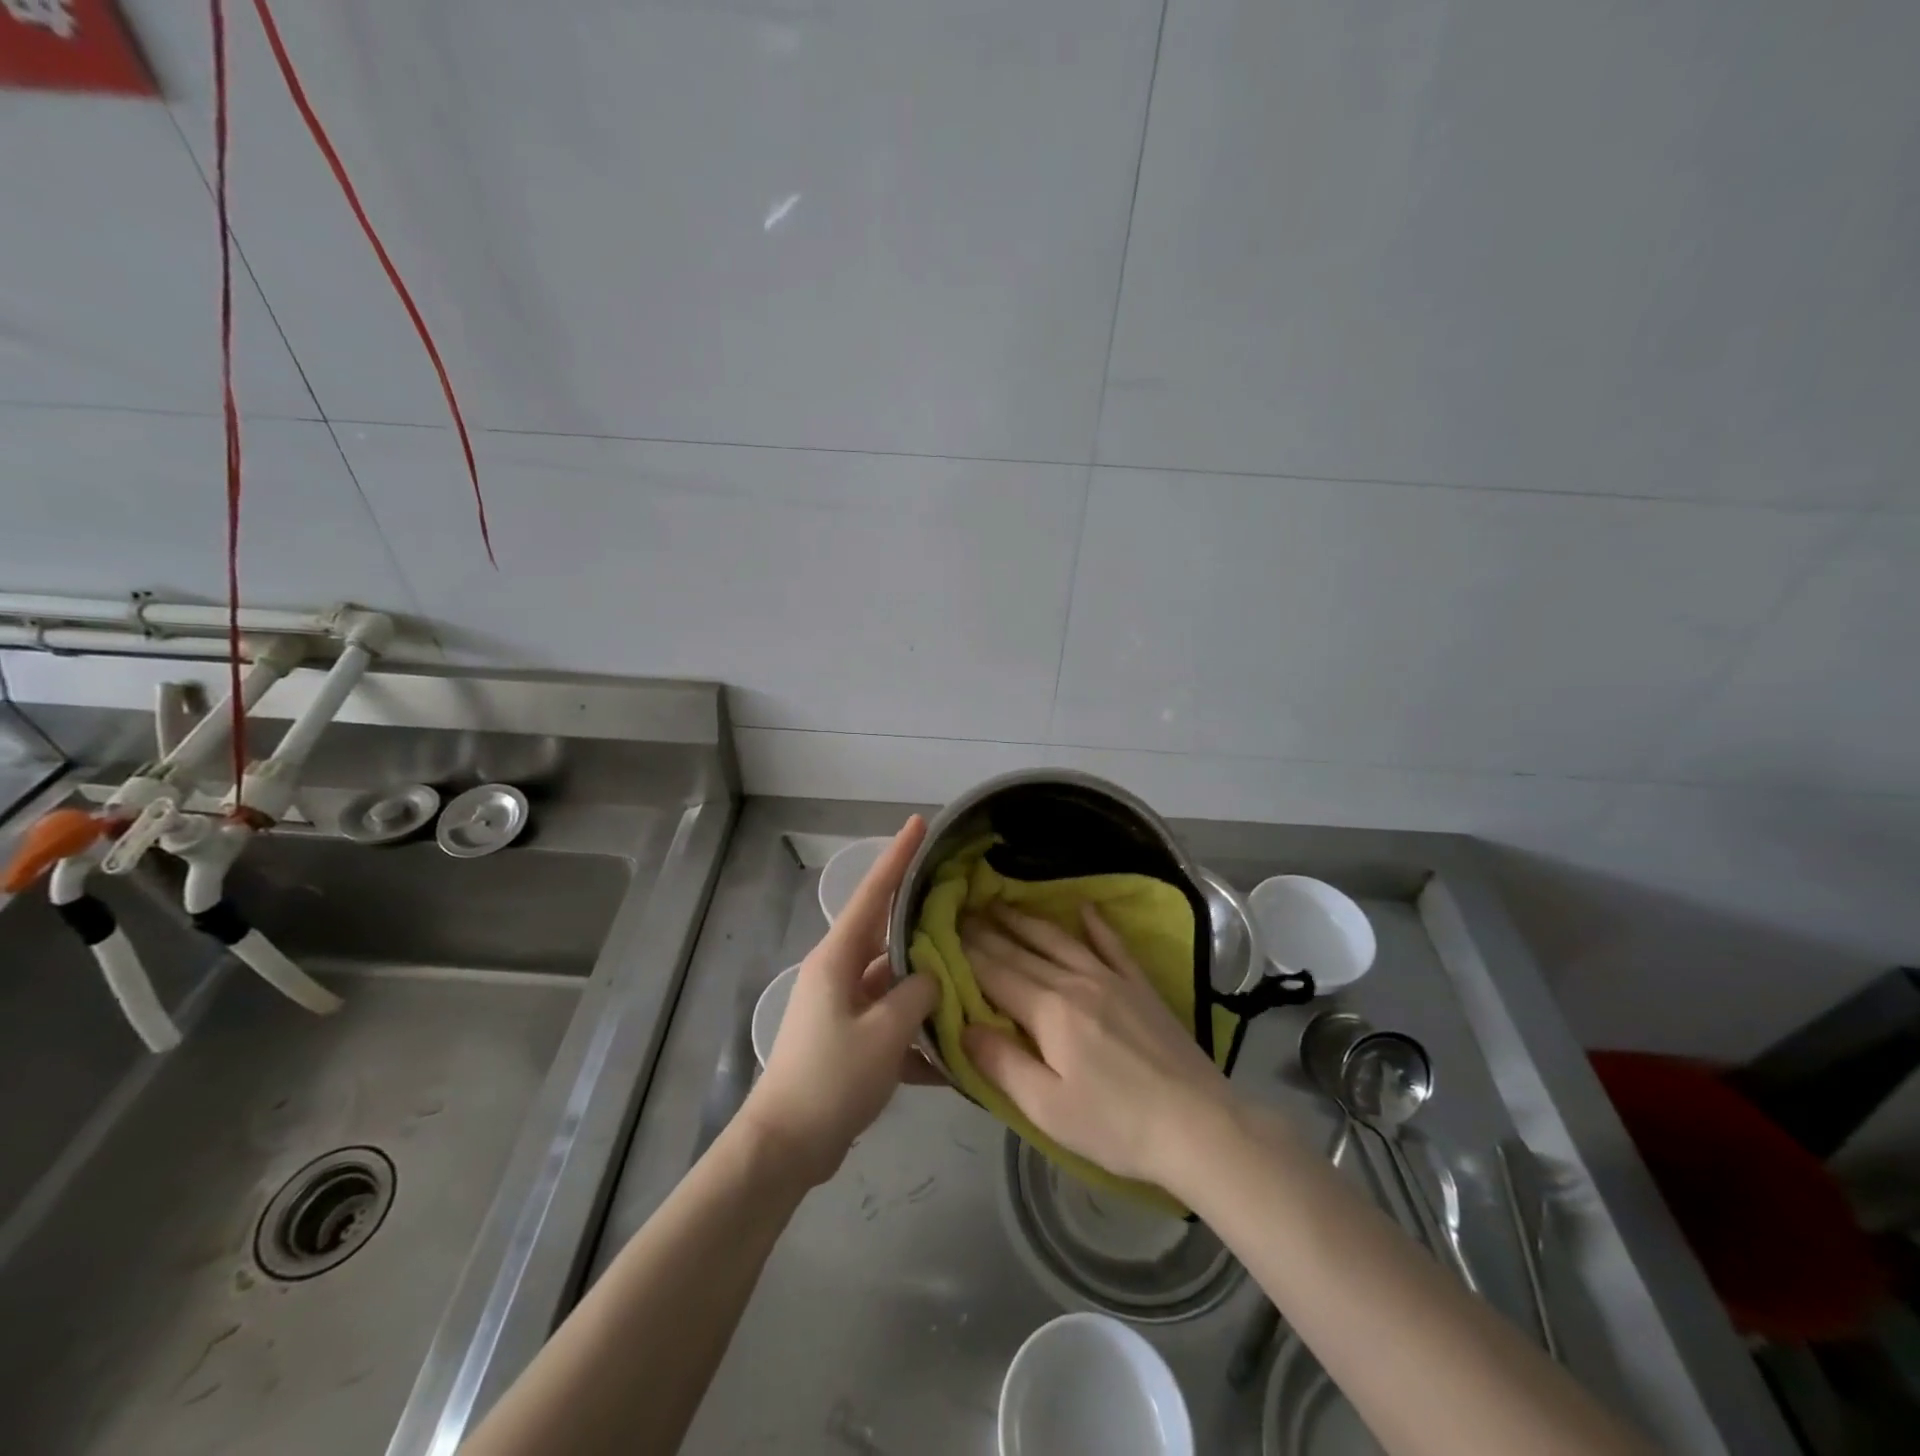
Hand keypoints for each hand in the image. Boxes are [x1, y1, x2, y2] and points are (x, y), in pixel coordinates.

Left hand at [737, 817, 939, 1186]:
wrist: (785, 1147)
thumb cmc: (831, 1079)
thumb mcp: (885, 1034)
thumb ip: (917, 995)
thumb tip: (934, 976)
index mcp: (838, 958)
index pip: (873, 893)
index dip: (897, 856)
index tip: (918, 823)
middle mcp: (839, 973)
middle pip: (889, 936)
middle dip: (924, 921)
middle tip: (964, 901)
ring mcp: (843, 1007)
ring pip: (895, 984)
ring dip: (928, 989)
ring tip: (973, 981)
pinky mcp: (849, 1040)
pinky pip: (891, 1026)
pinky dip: (917, 1039)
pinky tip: (953, 1062)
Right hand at [960, 902, 1234, 1185]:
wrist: (1199, 1125)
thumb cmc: (1115, 1125)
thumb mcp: (1047, 1108)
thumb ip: (1001, 1063)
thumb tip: (963, 1025)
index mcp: (1049, 1011)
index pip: (996, 974)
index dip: (968, 954)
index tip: (944, 931)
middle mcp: (1076, 982)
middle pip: (1023, 952)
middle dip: (989, 932)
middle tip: (963, 911)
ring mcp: (1112, 979)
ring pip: (1060, 940)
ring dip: (1028, 920)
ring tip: (1003, 903)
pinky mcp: (1140, 987)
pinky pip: (1112, 945)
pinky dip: (1096, 925)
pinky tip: (1084, 908)